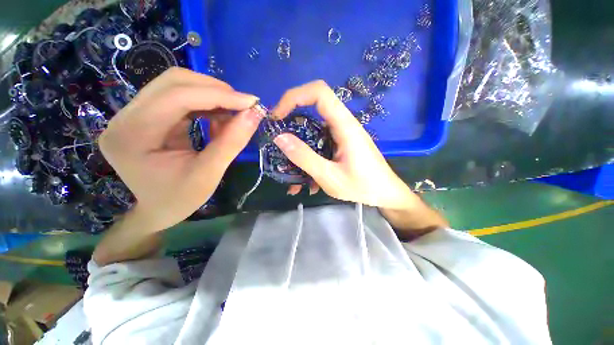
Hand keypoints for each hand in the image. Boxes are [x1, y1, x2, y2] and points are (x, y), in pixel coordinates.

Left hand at [99, 67, 260, 232]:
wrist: (158, 209)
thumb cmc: (180, 199)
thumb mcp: (209, 174)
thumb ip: (231, 142)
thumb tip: (254, 115)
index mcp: (133, 135)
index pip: (177, 97)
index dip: (218, 95)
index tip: (251, 102)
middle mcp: (126, 117)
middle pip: (173, 82)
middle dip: (215, 90)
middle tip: (243, 105)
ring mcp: (133, 113)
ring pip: (176, 85)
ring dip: (211, 95)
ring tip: (233, 113)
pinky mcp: (146, 115)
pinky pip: (179, 97)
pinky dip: (205, 104)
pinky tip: (218, 118)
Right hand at [271, 80, 415, 208]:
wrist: (385, 193)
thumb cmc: (363, 186)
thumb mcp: (330, 177)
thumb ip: (305, 157)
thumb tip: (279, 138)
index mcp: (344, 125)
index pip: (318, 92)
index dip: (294, 97)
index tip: (277, 117)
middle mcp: (343, 124)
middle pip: (313, 107)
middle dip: (290, 120)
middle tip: (277, 139)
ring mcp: (341, 134)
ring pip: (313, 128)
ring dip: (298, 145)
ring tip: (288, 168)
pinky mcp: (340, 143)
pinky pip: (319, 142)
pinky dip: (308, 156)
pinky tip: (304, 180)